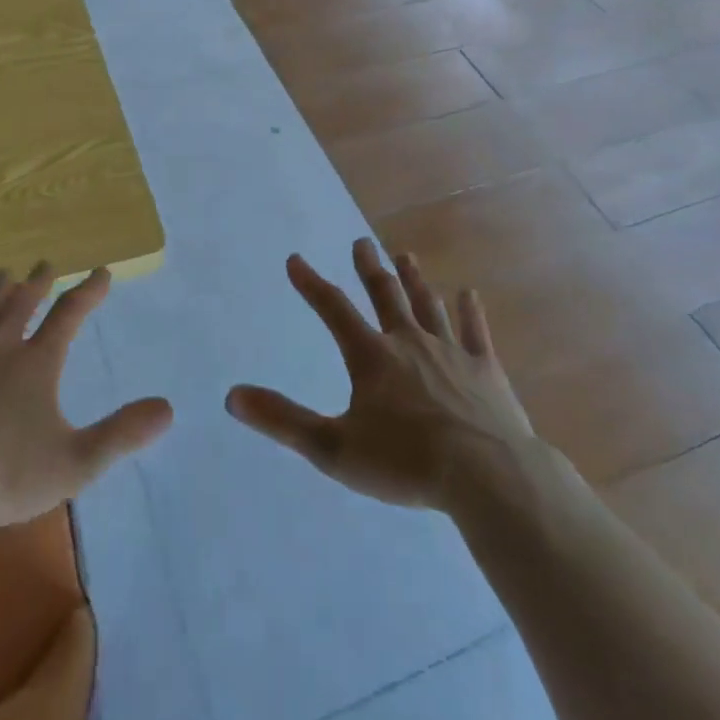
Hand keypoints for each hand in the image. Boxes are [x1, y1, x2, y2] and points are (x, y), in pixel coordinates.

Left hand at [0, 264, 172, 531]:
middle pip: (21, 305)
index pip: (69, 315)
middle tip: (45, 264)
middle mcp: (0, 349)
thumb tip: (167, 408)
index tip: (102, 272)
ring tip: (3, 272)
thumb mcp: (77, 462)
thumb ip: (122, 433)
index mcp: (37, 364)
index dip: (89, 291)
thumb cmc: (8, 479)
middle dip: (37, 283)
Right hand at [226, 239, 539, 511]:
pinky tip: (469, 295)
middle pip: (385, 295)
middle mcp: (409, 342)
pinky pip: (476, 333)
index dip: (311, 283)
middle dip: (369, 268)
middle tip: (361, 242)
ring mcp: (451, 352)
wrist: (487, 477)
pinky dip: (471, 313)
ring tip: (406, 256)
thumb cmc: (406, 463)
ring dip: (415, 280)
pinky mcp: (486, 370)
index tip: (295, 259)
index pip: (333, 309)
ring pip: (428, 306)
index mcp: (371, 357)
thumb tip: (232, 395)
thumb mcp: (333, 449)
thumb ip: (283, 420)